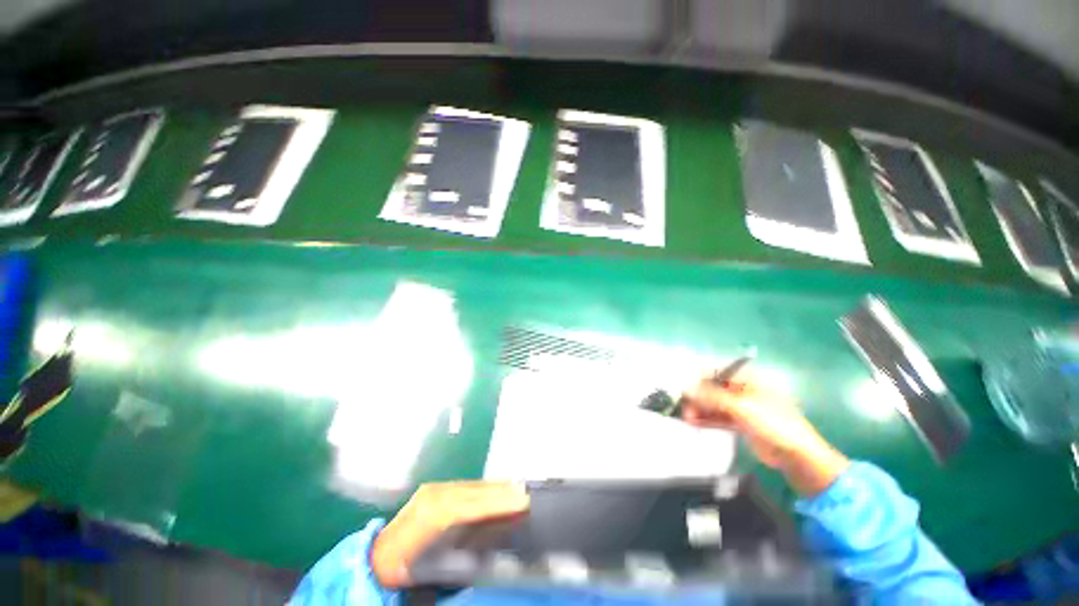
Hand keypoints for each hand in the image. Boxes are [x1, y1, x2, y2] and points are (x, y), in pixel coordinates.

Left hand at [371, 481, 529, 587]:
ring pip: (469, 485)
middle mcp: (432, 496)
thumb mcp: (433, 568)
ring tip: (516, 487)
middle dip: (499, 491)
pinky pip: (463, 485)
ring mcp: (432, 489)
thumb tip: (494, 543)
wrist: (379, 555)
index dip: (495, 502)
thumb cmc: (406, 567)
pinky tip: (495, 487)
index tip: (519, 501)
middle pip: (471, 491)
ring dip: (494, 486)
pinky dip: (482, 486)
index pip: (468, 506)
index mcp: (428, 518)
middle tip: (524, 492)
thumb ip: (463, 556)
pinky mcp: (434, 488)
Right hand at [680, 370, 848, 495]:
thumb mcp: (741, 407)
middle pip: (713, 388)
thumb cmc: (773, 423)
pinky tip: (693, 423)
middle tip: (684, 408)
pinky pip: (718, 417)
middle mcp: (743, 389)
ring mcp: (741, 406)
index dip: (699, 377)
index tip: (685, 388)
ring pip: (714, 403)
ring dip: (699, 409)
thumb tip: (686, 389)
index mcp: (748, 379)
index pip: (717, 371)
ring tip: (686, 418)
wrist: (797, 455)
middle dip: (697, 397)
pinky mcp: (739, 422)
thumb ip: (712, 397)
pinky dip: (706, 419)